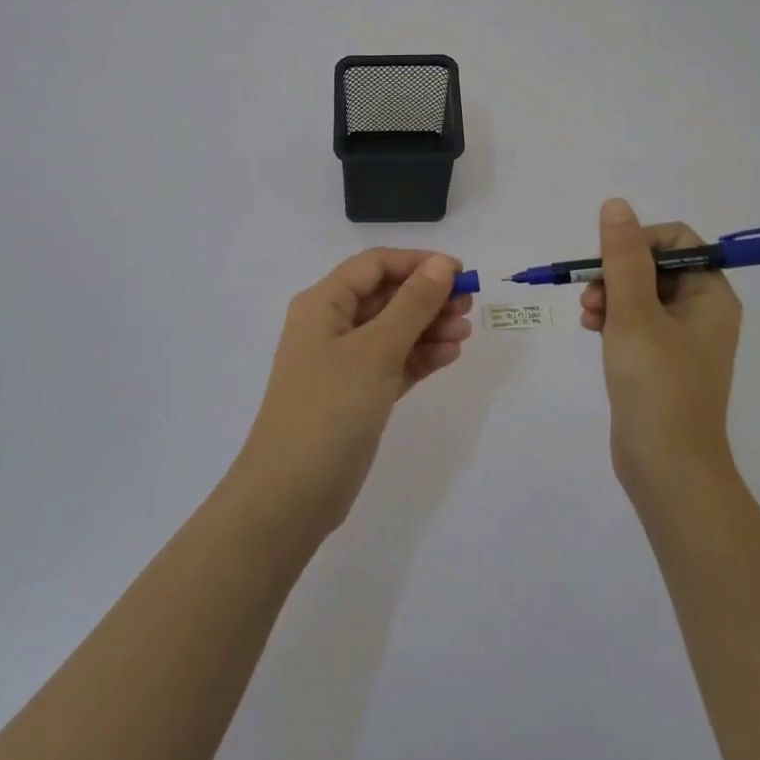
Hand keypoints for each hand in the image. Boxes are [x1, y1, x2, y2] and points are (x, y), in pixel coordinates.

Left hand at [233, 250, 473, 538]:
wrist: (291, 496)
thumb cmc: (330, 408)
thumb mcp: (376, 350)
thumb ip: (413, 304)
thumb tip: (443, 263)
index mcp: (323, 304)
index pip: (375, 265)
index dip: (417, 262)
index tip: (460, 271)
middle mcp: (332, 326)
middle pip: (386, 296)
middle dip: (428, 297)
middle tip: (468, 306)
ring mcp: (344, 363)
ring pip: (394, 330)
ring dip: (429, 327)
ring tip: (464, 335)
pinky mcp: (358, 394)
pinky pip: (395, 362)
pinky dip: (421, 357)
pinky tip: (450, 356)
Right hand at [580, 199, 743, 501]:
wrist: (666, 468)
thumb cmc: (656, 384)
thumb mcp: (634, 312)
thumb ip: (622, 256)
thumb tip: (616, 205)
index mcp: (711, 295)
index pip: (677, 240)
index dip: (638, 241)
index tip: (608, 262)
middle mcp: (702, 311)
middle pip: (654, 265)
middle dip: (616, 272)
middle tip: (591, 295)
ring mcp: (682, 338)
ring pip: (639, 293)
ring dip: (609, 295)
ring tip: (588, 316)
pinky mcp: (661, 360)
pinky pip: (635, 321)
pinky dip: (612, 319)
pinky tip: (591, 330)